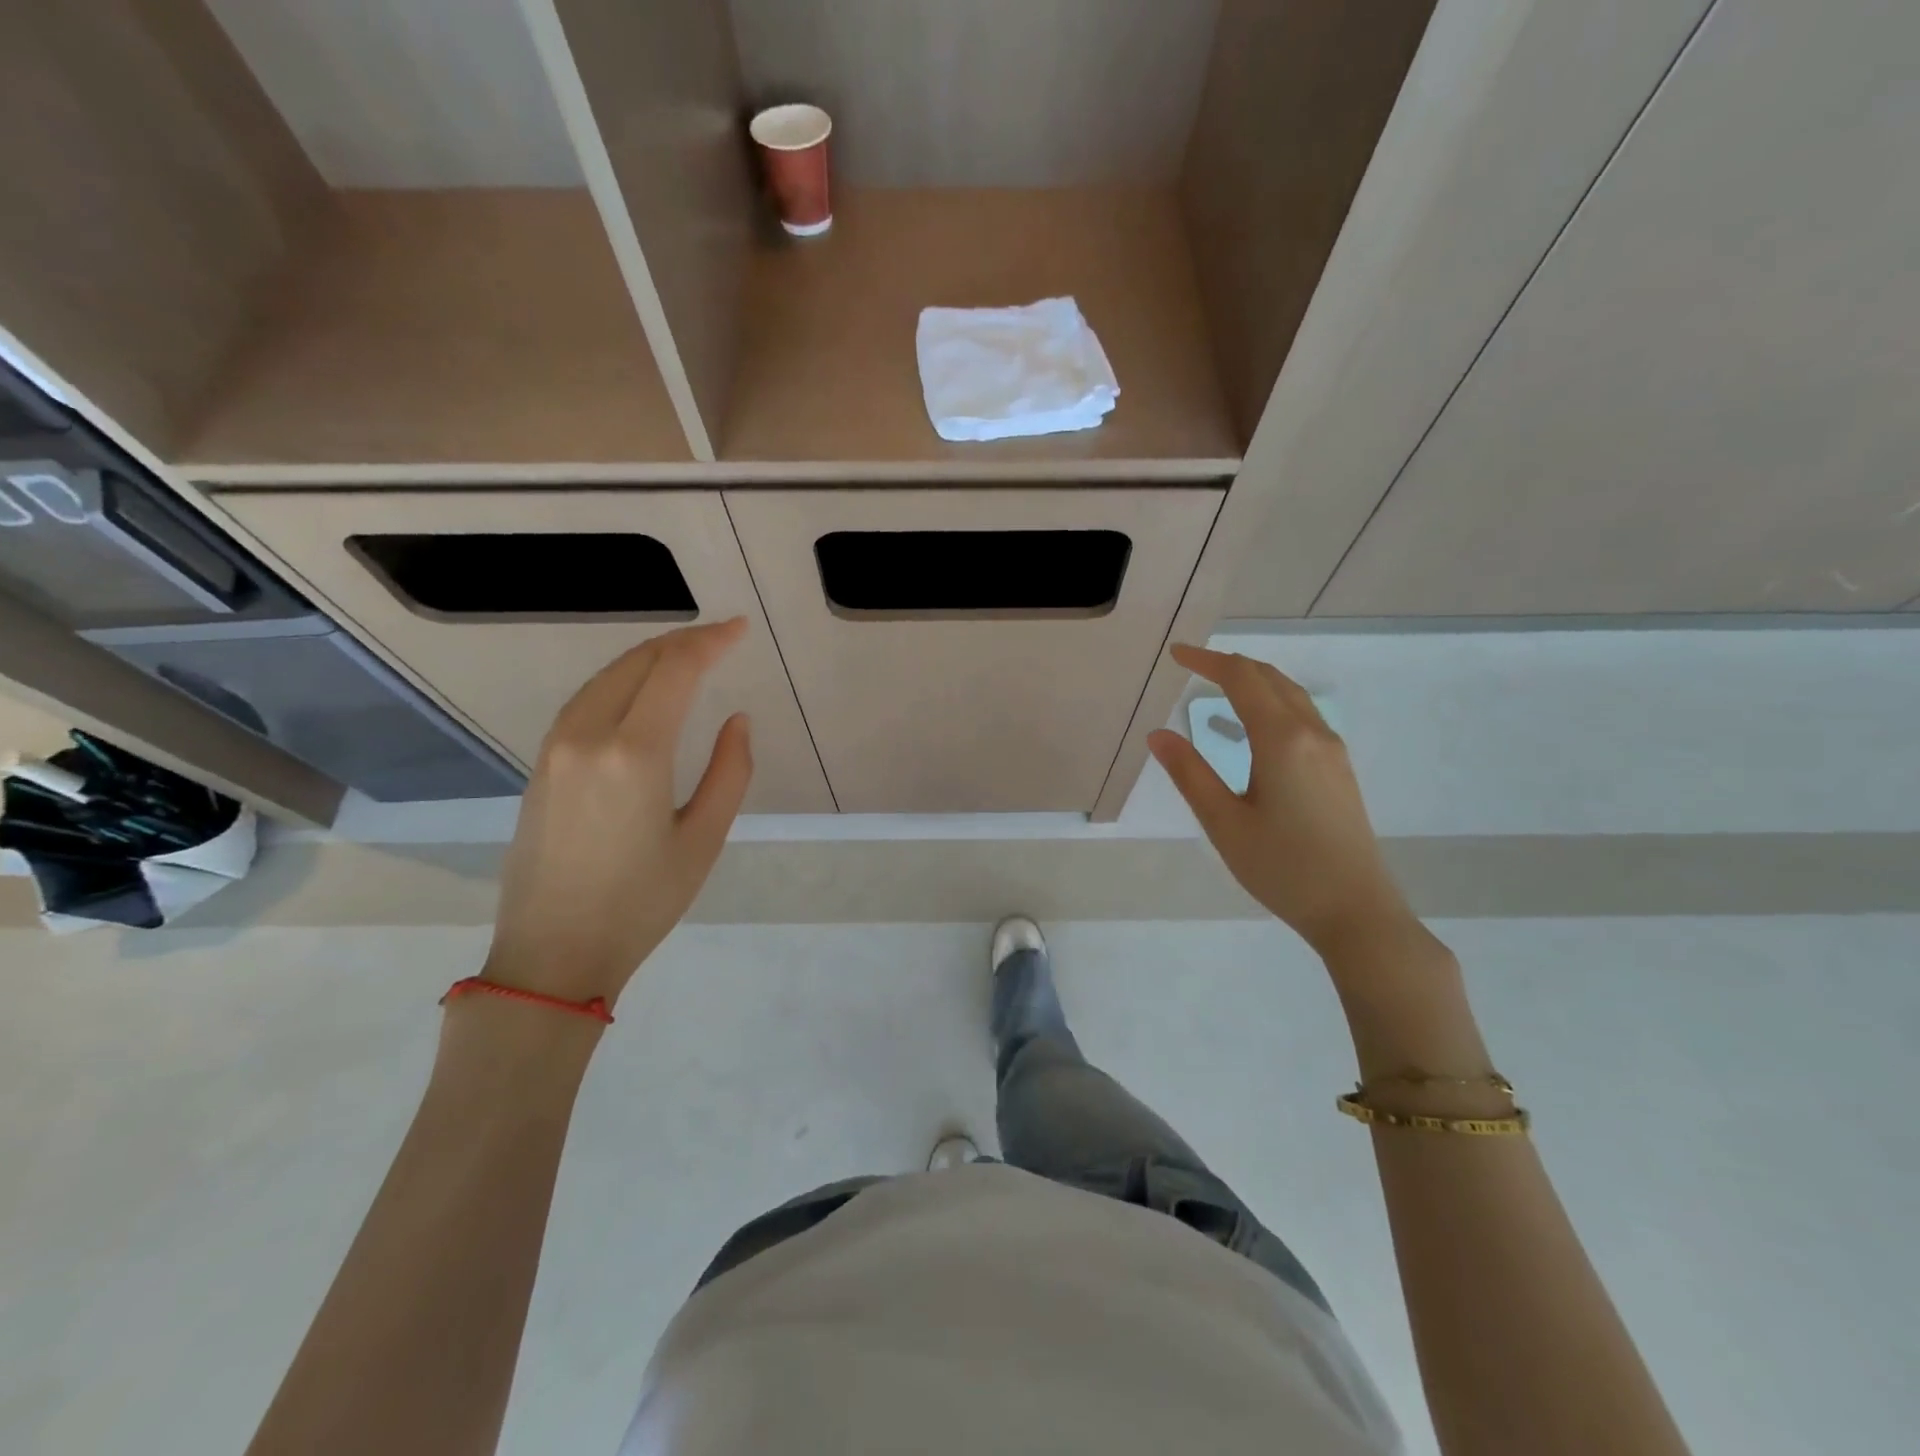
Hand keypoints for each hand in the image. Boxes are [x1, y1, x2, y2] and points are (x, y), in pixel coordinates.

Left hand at [483, 619, 753, 1004]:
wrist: (553, 954)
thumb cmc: (642, 902)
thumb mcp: (704, 839)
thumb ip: (731, 771)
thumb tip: (737, 720)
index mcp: (635, 753)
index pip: (675, 671)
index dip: (710, 642)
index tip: (739, 629)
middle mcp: (587, 736)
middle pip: (636, 663)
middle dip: (681, 642)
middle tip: (720, 637)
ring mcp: (555, 749)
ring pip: (604, 678)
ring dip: (648, 658)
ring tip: (686, 656)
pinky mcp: (540, 767)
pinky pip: (584, 702)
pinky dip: (619, 682)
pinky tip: (639, 691)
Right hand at [1147, 644, 1411, 957]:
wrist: (1356, 910)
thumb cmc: (1283, 868)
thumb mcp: (1224, 823)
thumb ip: (1190, 774)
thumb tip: (1158, 734)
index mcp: (1282, 740)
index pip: (1242, 679)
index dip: (1207, 661)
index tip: (1176, 654)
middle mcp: (1312, 733)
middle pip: (1270, 678)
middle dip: (1230, 665)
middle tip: (1192, 666)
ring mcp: (1332, 750)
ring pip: (1291, 695)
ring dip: (1254, 682)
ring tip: (1218, 689)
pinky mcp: (1339, 769)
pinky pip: (1302, 716)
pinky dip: (1271, 704)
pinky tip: (1252, 730)